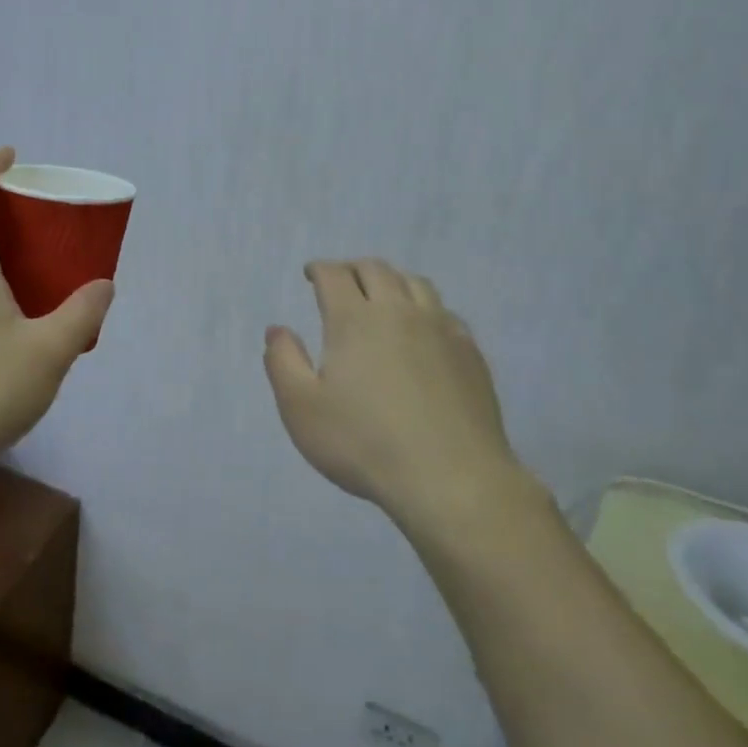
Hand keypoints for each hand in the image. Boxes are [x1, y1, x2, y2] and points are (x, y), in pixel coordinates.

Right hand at [264, 259, 534, 528]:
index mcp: (353, 320)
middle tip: (341, 280)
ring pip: (416, 284)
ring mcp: (440, 329)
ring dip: (392, 280)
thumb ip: (283, 362)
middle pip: (376, 270)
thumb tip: (277, 330)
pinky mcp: (470, 352)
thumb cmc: (363, 443)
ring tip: (382, 295)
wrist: (450, 478)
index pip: (334, 275)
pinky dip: (425, 307)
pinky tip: (423, 329)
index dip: (319, 269)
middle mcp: (398, 312)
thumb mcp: (301, 408)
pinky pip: (445, 312)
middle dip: (353, 269)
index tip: (310, 274)